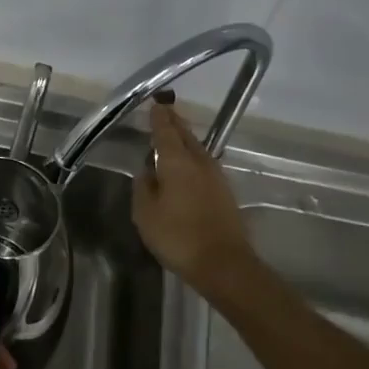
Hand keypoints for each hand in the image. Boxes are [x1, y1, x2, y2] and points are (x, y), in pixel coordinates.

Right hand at [134, 101, 254, 298]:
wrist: (224, 264)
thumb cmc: (178, 237)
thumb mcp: (146, 214)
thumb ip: (143, 187)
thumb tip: (147, 171)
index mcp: (176, 161)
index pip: (165, 131)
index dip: (159, 117)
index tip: (155, 104)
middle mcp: (199, 161)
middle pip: (185, 135)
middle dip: (174, 122)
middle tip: (164, 111)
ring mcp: (216, 176)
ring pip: (197, 148)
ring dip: (185, 138)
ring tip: (173, 133)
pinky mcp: (224, 191)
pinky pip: (204, 163)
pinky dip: (193, 155)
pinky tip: (187, 163)